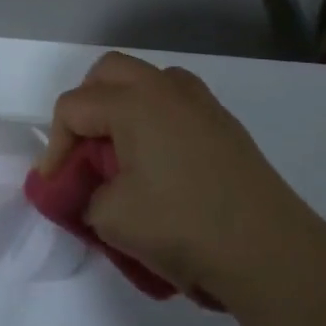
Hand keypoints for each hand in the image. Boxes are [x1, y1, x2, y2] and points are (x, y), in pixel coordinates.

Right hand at [38, 53, 325, 306]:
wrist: (270, 253)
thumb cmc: (182, 226)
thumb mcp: (110, 218)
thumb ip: (84, 194)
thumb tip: (90, 189)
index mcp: (133, 102)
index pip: (72, 107)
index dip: (55, 146)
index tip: (56, 187)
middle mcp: (166, 88)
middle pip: (108, 72)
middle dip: (86, 105)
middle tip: (84, 150)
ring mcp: (202, 104)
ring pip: (147, 80)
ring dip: (123, 105)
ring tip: (121, 152)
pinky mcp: (225, 125)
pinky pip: (176, 103)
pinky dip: (155, 119)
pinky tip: (160, 163)